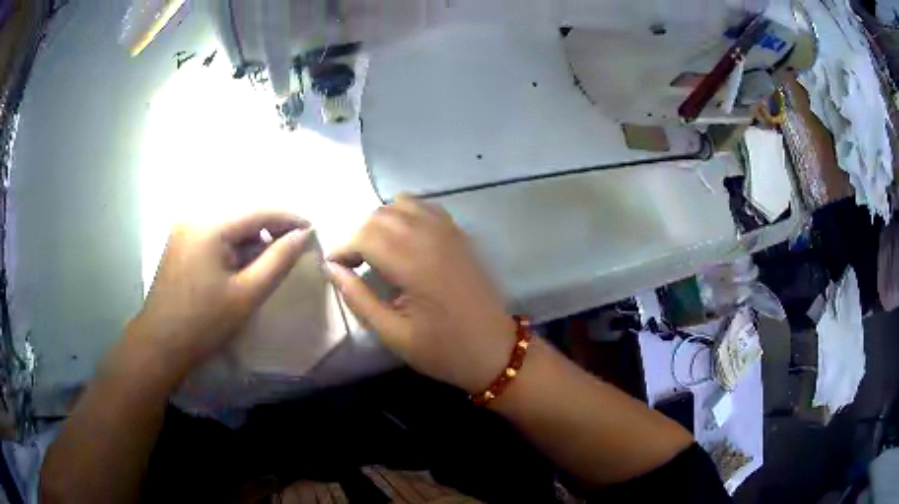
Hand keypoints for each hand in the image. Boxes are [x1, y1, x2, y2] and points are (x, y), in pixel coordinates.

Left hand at [131, 211, 311, 373]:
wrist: (160, 344)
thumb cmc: (204, 323)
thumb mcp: (246, 294)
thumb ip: (278, 260)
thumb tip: (303, 235)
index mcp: (210, 225)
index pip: (259, 211)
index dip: (289, 218)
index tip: (312, 230)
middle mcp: (195, 216)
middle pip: (242, 215)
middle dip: (269, 230)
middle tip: (291, 249)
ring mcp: (183, 228)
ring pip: (228, 225)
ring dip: (250, 239)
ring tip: (265, 262)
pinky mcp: (179, 241)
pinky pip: (213, 234)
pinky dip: (232, 245)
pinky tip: (238, 265)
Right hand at [327, 195, 515, 393]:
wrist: (495, 350)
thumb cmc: (443, 350)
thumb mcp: (393, 334)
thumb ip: (359, 298)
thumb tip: (332, 268)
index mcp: (413, 264)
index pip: (365, 235)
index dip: (343, 248)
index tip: (336, 267)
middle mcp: (431, 238)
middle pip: (380, 215)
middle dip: (359, 235)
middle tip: (355, 264)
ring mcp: (449, 232)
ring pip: (402, 204)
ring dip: (381, 221)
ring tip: (377, 251)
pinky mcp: (460, 234)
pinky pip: (426, 207)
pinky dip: (406, 213)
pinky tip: (403, 238)